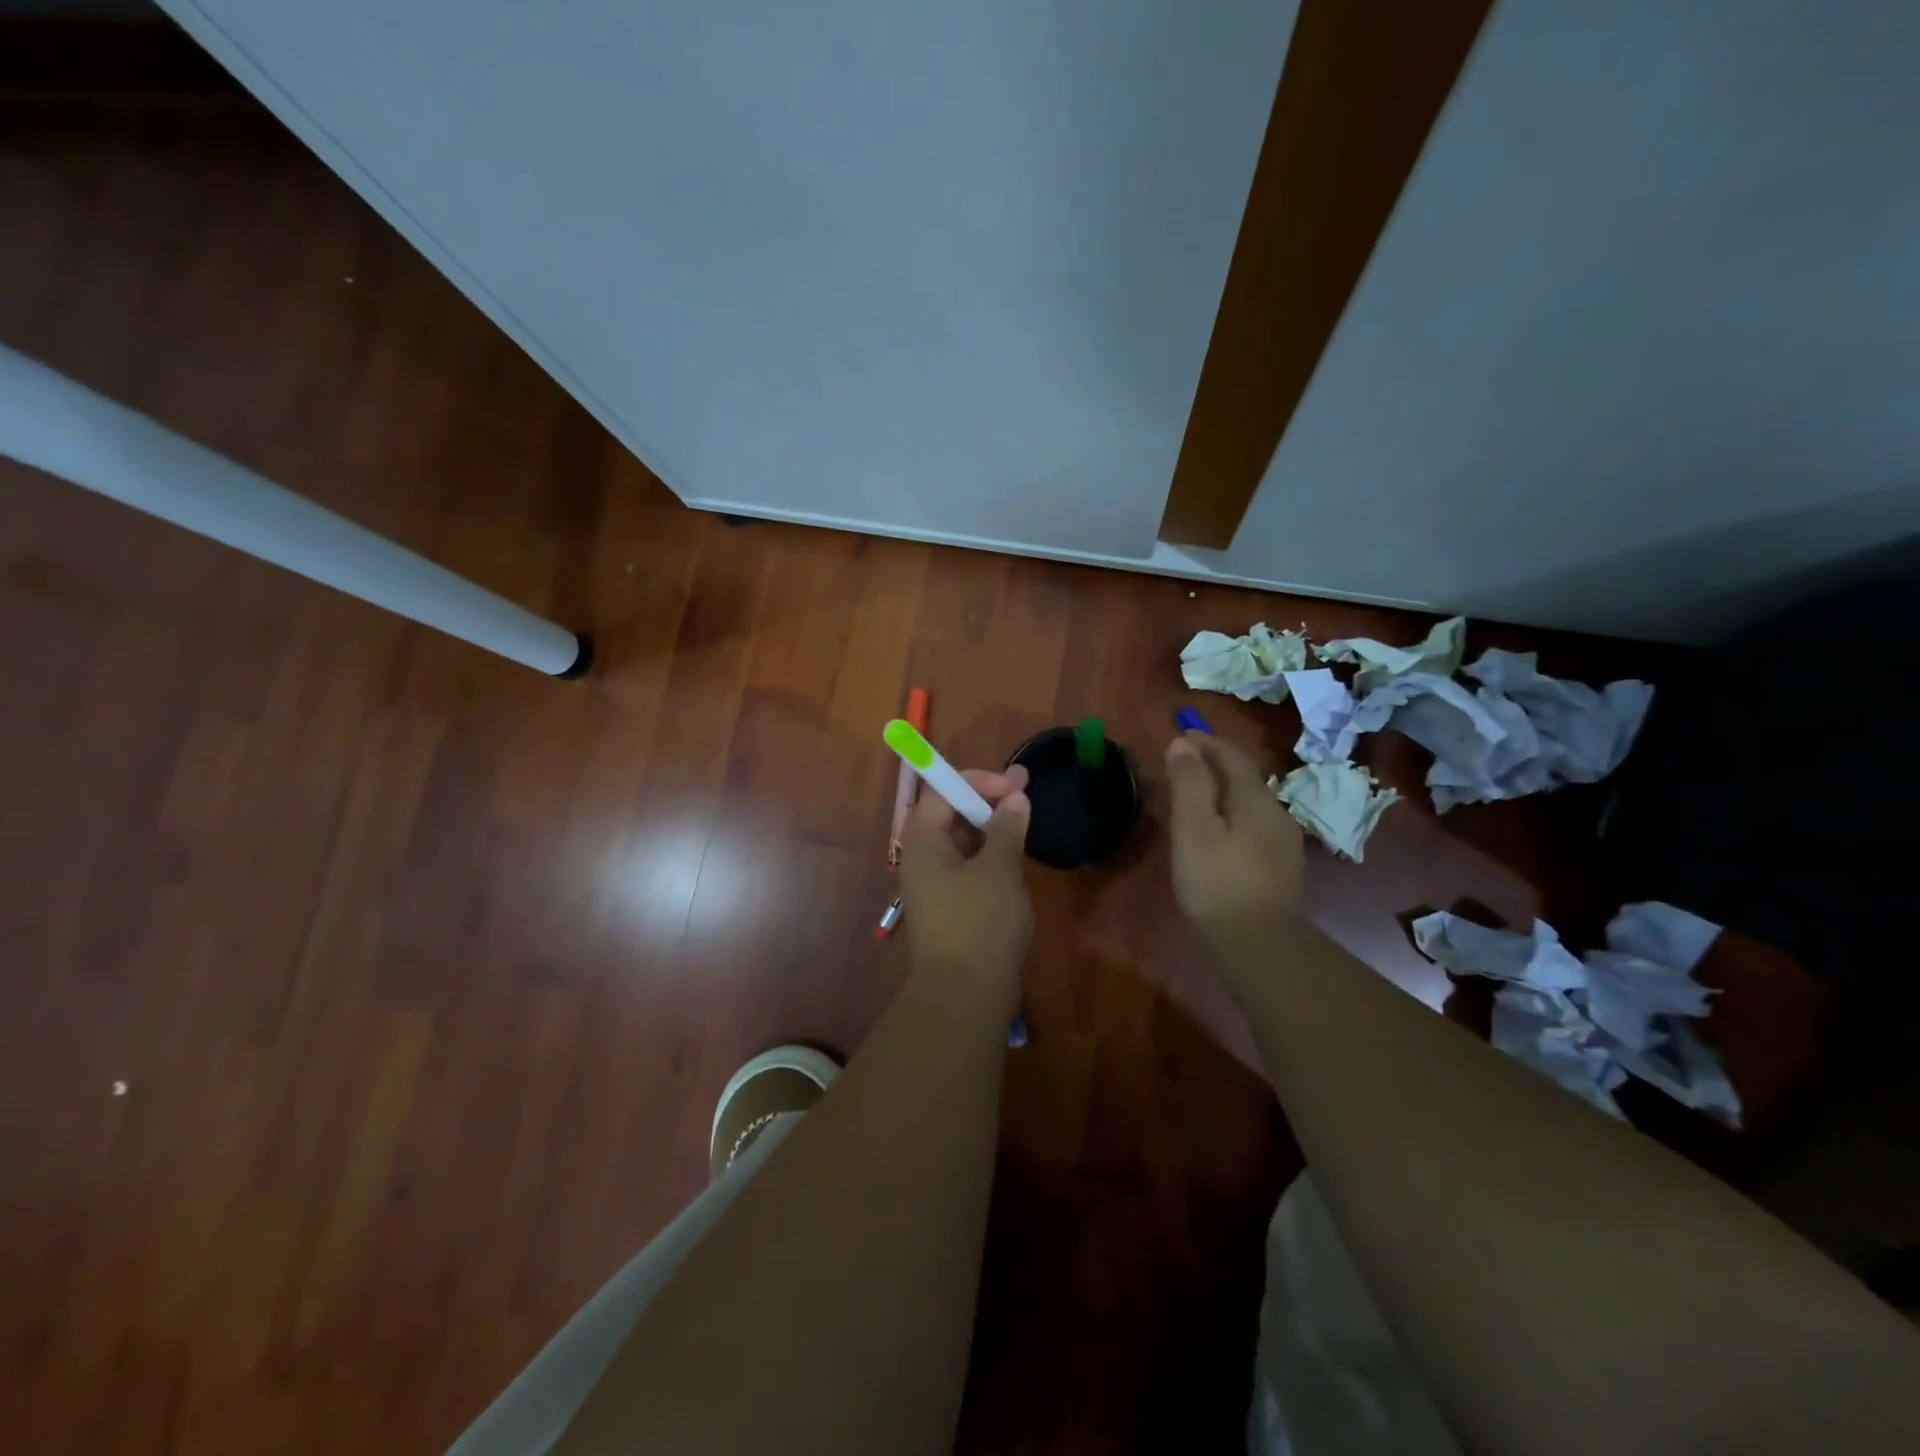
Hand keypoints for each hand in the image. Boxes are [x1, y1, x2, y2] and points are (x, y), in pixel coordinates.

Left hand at [899, 764, 1033, 998]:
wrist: (965, 995)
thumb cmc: (980, 922)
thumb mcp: (999, 869)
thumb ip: (1007, 827)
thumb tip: (1016, 797)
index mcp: (923, 840)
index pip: (942, 789)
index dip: (979, 780)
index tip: (1015, 786)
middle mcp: (922, 857)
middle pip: (951, 812)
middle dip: (988, 798)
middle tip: (1027, 793)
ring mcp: (935, 883)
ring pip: (962, 840)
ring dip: (991, 826)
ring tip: (1025, 819)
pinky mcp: (950, 907)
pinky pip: (967, 866)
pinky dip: (990, 854)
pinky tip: (1014, 856)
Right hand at [1165, 733, 1303, 950]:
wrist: (1261, 945)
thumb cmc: (1218, 881)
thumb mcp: (1194, 828)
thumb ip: (1190, 783)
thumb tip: (1184, 744)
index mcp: (1255, 798)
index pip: (1232, 756)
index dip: (1206, 742)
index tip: (1181, 735)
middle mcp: (1276, 813)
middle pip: (1244, 778)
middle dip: (1214, 765)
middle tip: (1182, 765)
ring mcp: (1283, 843)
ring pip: (1249, 804)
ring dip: (1222, 792)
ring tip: (1194, 799)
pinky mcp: (1281, 869)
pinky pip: (1253, 827)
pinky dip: (1231, 817)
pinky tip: (1217, 835)